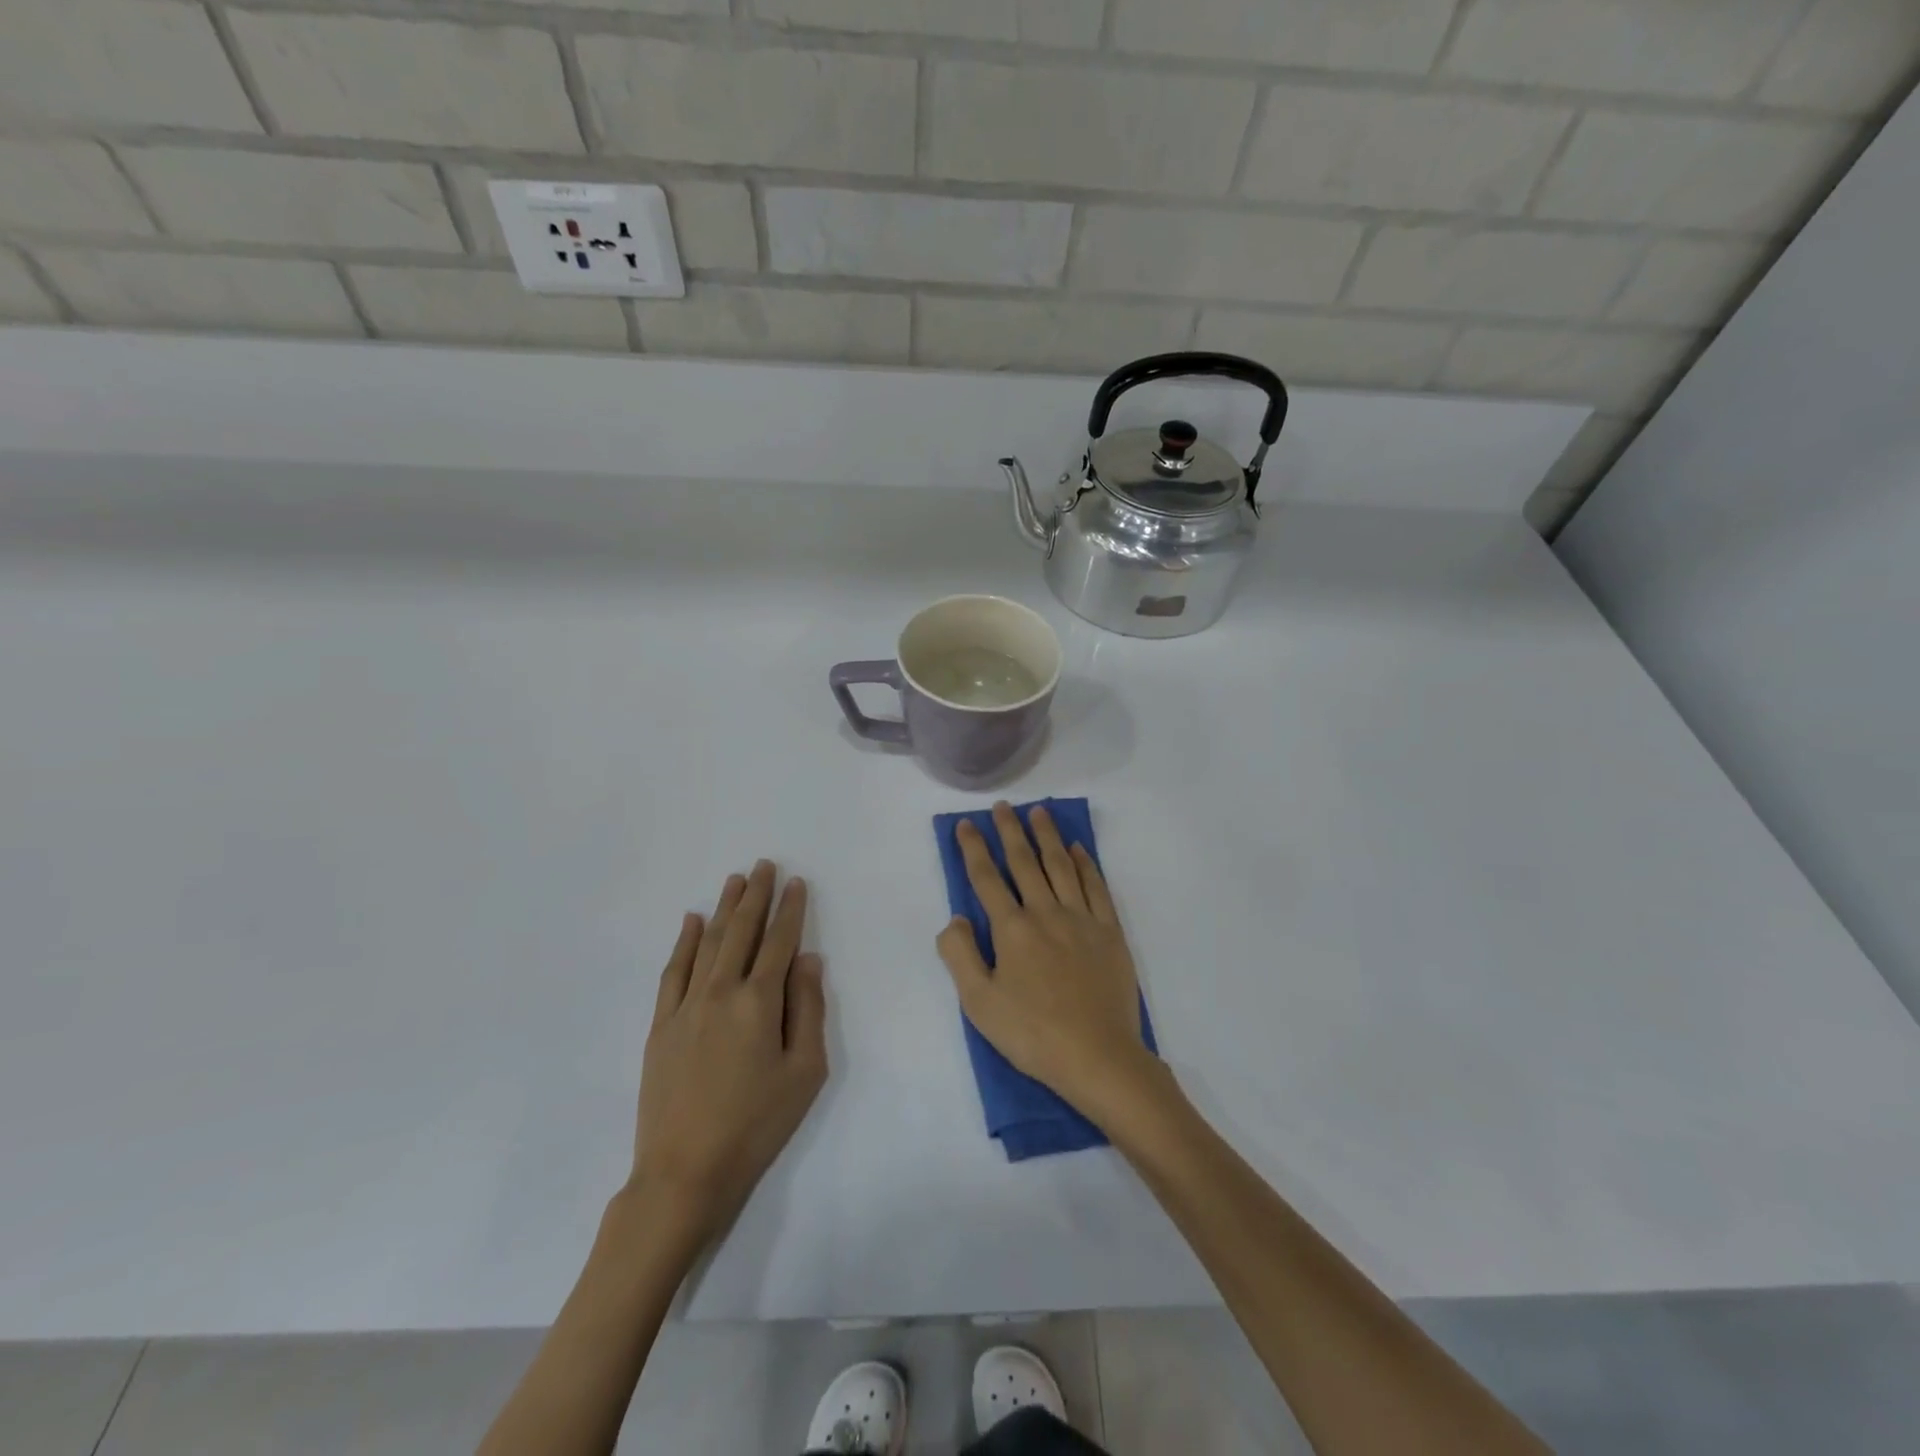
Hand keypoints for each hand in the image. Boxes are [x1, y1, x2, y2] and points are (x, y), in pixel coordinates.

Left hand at [631, 861, 827, 1241]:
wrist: (685, 1171)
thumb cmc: (757, 1124)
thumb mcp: (804, 1072)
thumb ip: (808, 1009)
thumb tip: (808, 959)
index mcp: (759, 1002)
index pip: (779, 942)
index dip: (790, 910)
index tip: (797, 882)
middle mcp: (721, 991)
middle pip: (742, 932)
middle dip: (756, 896)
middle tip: (764, 865)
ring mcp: (686, 1006)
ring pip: (708, 943)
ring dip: (724, 908)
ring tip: (735, 880)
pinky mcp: (660, 1025)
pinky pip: (673, 972)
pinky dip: (684, 943)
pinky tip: (691, 921)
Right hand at [937, 802, 1154, 1123]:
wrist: (1098, 1056)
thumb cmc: (1032, 1034)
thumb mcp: (979, 1003)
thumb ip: (960, 955)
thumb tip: (956, 918)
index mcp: (1011, 929)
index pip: (986, 878)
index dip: (974, 848)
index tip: (967, 824)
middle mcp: (1045, 912)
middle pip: (1024, 862)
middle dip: (1010, 831)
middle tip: (1003, 807)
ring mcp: (1081, 919)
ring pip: (1061, 866)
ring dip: (1047, 837)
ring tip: (1039, 813)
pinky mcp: (1109, 931)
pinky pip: (1095, 887)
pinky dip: (1085, 864)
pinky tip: (1078, 849)